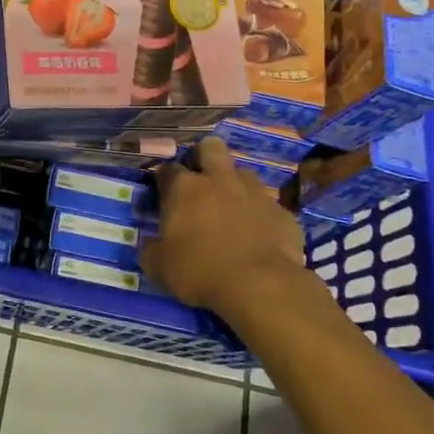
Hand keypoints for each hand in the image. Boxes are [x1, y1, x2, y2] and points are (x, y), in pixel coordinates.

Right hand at [142, 139, 309, 327]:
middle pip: (211, 148)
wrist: (261, 285)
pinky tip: (259, 236)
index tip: (163, 192)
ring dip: (235, 185)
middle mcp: (219, 180)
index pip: (168, 169)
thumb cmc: (200, 272)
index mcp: (184, 189)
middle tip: (200, 179)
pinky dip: (261, 216)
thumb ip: (151, 251)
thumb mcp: (160, 268)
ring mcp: (255, 193)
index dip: (164, 178)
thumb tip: (150, 246)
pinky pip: (269, 206)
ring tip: (231, 208)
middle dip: (203, 156)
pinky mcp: (282, 212)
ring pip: (243, 173)